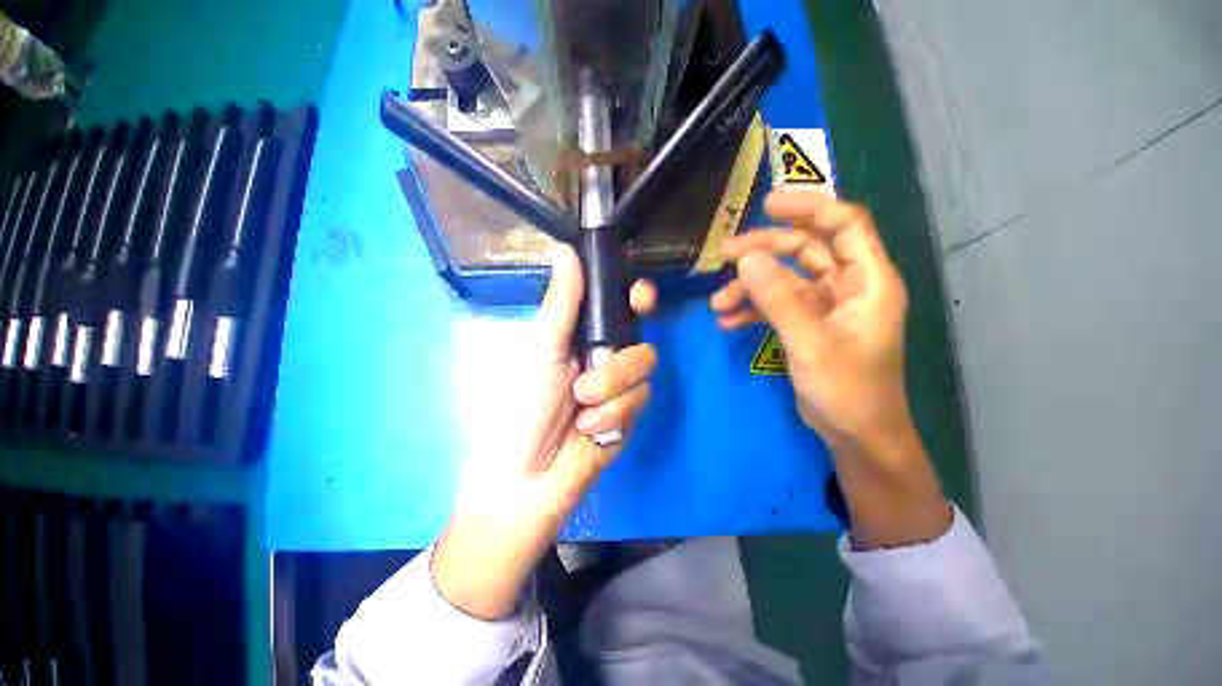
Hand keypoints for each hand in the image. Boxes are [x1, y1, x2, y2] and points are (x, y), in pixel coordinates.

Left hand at [433, 244, 656, 618]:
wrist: (530, 475)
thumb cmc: (525, 406)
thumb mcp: (542, 350)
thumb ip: (562, 304)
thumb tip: (567, 250)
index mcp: (584, 338)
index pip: (621, 308)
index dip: (637, 297)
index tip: (641, 296)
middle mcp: (607, 358)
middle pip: (641, 342)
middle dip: (618, 364)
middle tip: (590, 379)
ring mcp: (620, 388)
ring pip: (644, 373)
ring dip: (612, 393)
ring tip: (582, 413)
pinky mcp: (629, 415)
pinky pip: (640, 403)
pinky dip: (615, 417)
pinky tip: (591, 431)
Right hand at [711, 189, 948, 548]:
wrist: (855, 435)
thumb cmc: (847, 390)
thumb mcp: (809, 343)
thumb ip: (777, 299)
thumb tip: (746, 259)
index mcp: (868, 280)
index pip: (844, 223)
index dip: (808, 207)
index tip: (767, 204)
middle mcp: (848, 285)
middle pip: (805, 249)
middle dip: (763, 250)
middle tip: (724, 255)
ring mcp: (826, 306)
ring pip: (784, 279)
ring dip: (749, 287)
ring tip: (717, 304)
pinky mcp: (807, 325)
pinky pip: (776, 305)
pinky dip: (752, 310)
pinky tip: (727, 322)